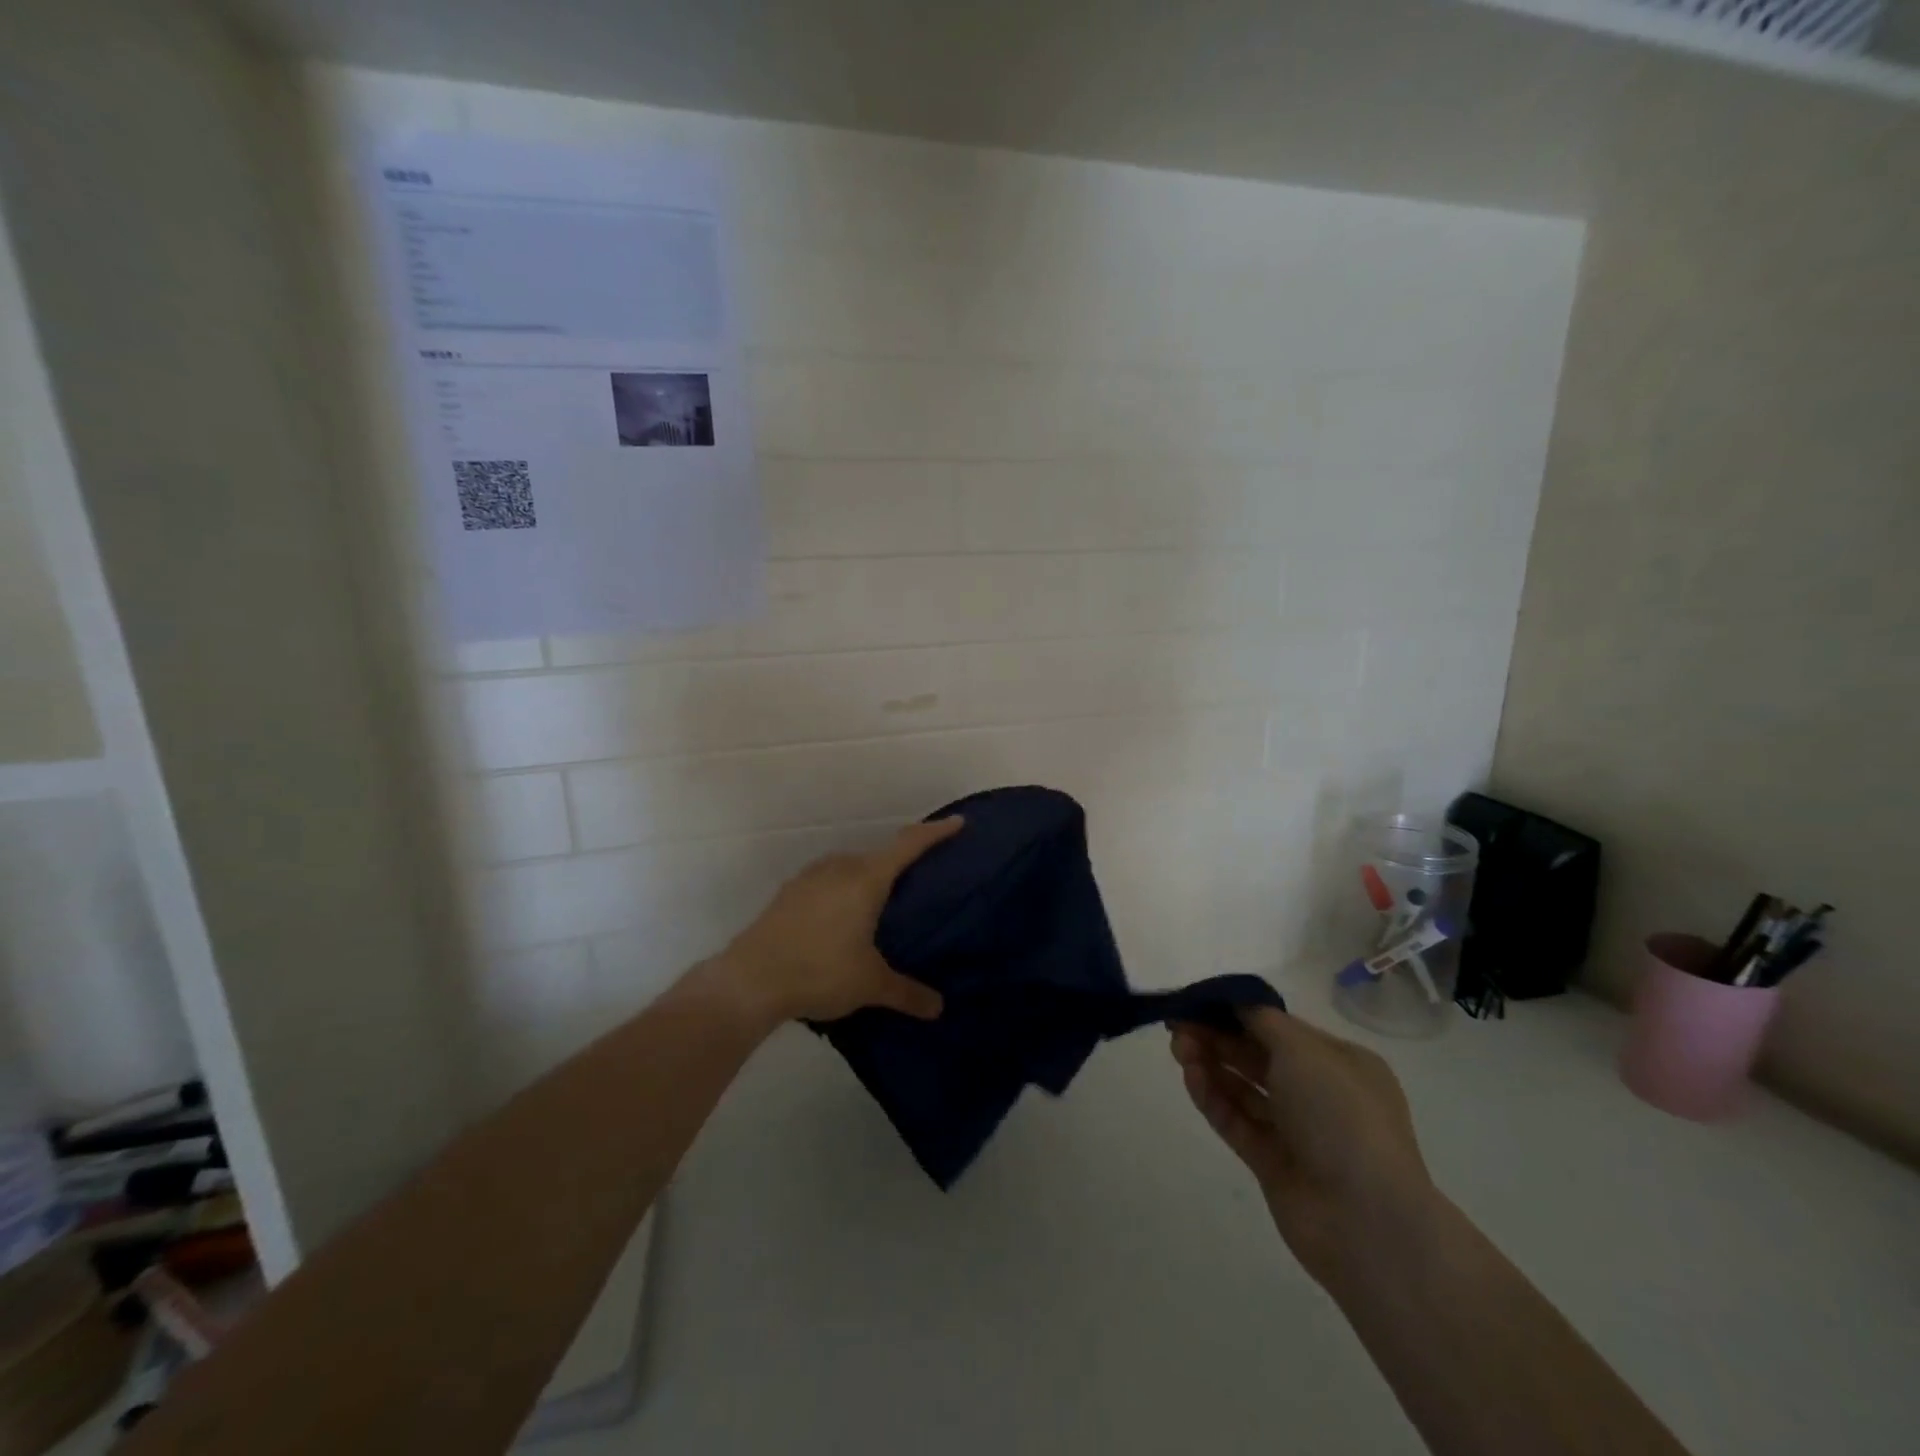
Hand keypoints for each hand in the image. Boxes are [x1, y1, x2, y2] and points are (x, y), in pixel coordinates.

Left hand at [708, 817, 963, 1027]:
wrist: (749, 980)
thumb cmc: (819, 971)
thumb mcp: (870, 985)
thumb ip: (907, 993)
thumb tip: (939, 1008)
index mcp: (866, 878)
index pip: (909, 845)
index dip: (935, 832)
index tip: (958, 823)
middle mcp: (839, 867)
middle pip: (879, 855)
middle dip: (902, 862)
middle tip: (922, 879)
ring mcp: (810, 878)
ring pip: (850, 867)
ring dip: (869, 877)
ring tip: (883, 902)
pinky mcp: (788, 893)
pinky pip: (828, 881)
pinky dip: (844, 890)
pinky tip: (842, 918)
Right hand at [1171, 1009, 1434, 1284]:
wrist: (1366, 1221)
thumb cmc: (1342, 1116)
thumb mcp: (1304, 1051)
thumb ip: (1262, 1020)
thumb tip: (1235, 1001)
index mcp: (1339, 1063)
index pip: (1280, 1028)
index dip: (1238, 1011)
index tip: (1199, 1000)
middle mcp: (1320, 1094)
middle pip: (1257, 1056)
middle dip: (1218, 1037)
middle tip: (1177, 1024)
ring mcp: (1296, 1132)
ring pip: (1243, 1089)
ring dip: (1211, 1064)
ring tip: (1178, 1048)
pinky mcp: (1272, 1164)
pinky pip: (1237, 1121)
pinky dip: (1213, 1097)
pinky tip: (1190, 1076)